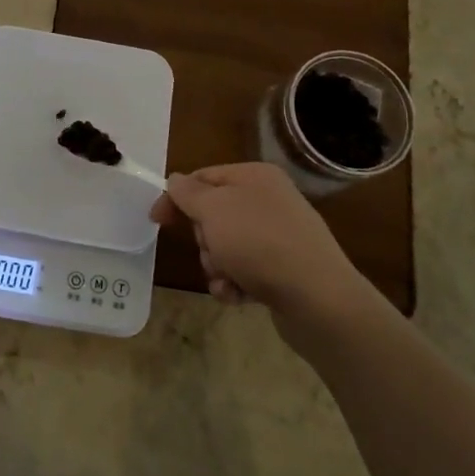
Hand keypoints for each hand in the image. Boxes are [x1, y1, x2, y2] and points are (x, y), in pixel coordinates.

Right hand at [151, 162, 379, 345]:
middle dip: (204, 239)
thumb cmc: (259, 243)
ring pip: (226, 246)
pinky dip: (235, 283)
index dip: (176, 197)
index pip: (204, 177)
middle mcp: (269, 201)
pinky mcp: (284, 269)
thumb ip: (188, 192)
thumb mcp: (214, 209)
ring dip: (217, 265)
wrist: (318, 298)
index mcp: (255, 177)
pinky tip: (238, 295)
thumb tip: (176, 180)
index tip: (156, 220)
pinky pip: (245, 270)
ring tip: (228, 278)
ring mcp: (279, 236)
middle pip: (214, 215)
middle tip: (211, 250)